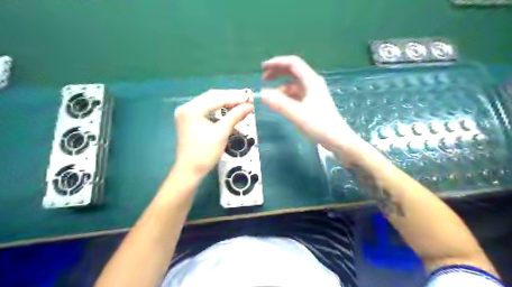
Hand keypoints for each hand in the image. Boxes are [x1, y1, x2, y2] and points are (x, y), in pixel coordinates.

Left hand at [173, 90, 252, 179]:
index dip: (235, 98)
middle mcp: (186, 107)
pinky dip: (218, 114)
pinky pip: (206, 112)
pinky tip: (230, 117)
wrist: (190, 171)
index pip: (217, 98)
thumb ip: (235, 116)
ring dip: (225, 105)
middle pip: (212, 97)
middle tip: (245, 100)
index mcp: (192, 109)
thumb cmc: (205, 153)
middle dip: (230, 98)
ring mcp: (186, 114)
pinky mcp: (189, 121)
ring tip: (240, 106)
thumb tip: (249, 106)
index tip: (249, 99)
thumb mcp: (222, 133)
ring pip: (210, 104)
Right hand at [262, 55, 356, 151]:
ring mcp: (312, 93)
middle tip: (263, 78)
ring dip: (280, 86)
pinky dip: (285, 96)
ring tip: (269, 95)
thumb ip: (279, 104)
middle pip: (292, 71)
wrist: (337, 139)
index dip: (276, 62)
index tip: (262, 67)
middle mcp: (312, 83)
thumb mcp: (298, 115)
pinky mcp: (311, 102)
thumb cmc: (320, 125)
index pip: (292, 63)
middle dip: (277, 72)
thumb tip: (261, 94)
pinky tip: (279, 104)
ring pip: (293, 84)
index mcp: (311, 81)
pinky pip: (295, 94)